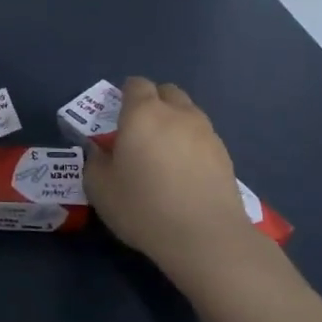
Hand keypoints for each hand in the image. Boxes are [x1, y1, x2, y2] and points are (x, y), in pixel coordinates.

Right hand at [83, 77, 263, 286]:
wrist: (205, 237)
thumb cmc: (143, 207)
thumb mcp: (100, 188)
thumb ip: (96, 162)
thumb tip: (101, 152)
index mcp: (143, 113)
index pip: (136, 84)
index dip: (125, 95)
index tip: (117, 116)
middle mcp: (177, 114)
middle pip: (167, 92)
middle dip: (154, 103)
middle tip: (140, 132)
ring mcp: (206, 133)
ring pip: (188, 114)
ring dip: (175, 124)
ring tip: (164, 155)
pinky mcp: (225, 156)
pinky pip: (203, 138)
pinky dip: (192, 146)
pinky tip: (185, 174)